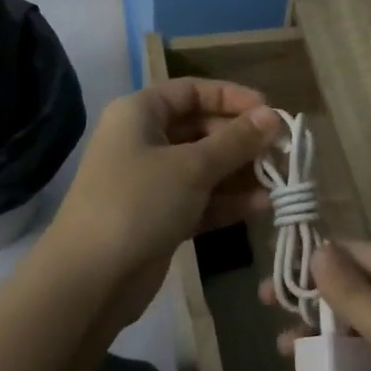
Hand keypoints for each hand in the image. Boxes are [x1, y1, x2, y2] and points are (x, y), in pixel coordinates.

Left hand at [49, 78, 282, 321]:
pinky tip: (261, 207)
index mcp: (140, 113)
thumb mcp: (192, 166)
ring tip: (280, 181)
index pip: (192, 91)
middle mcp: (143, 141)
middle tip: (281, 151)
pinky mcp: (158, 217)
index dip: (232, 97)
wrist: (90, 279)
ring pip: (203, 167)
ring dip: (240, 173)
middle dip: (241, 140)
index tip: (270, 112)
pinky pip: (199, 200)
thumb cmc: (139, 202)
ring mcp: (149, 182)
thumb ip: (236, 141)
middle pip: (200, 129)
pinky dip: (227, 202)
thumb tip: (274, 116)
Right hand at [266, 241, 370, 370]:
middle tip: (268, 304)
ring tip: (285, 350)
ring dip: (322, 338)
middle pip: (355, 294)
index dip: (320, 256)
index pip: (361, 256)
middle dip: (314, 299)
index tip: (278, 264)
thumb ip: (356, 296)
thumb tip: (318, 249)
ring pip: (356, 334)